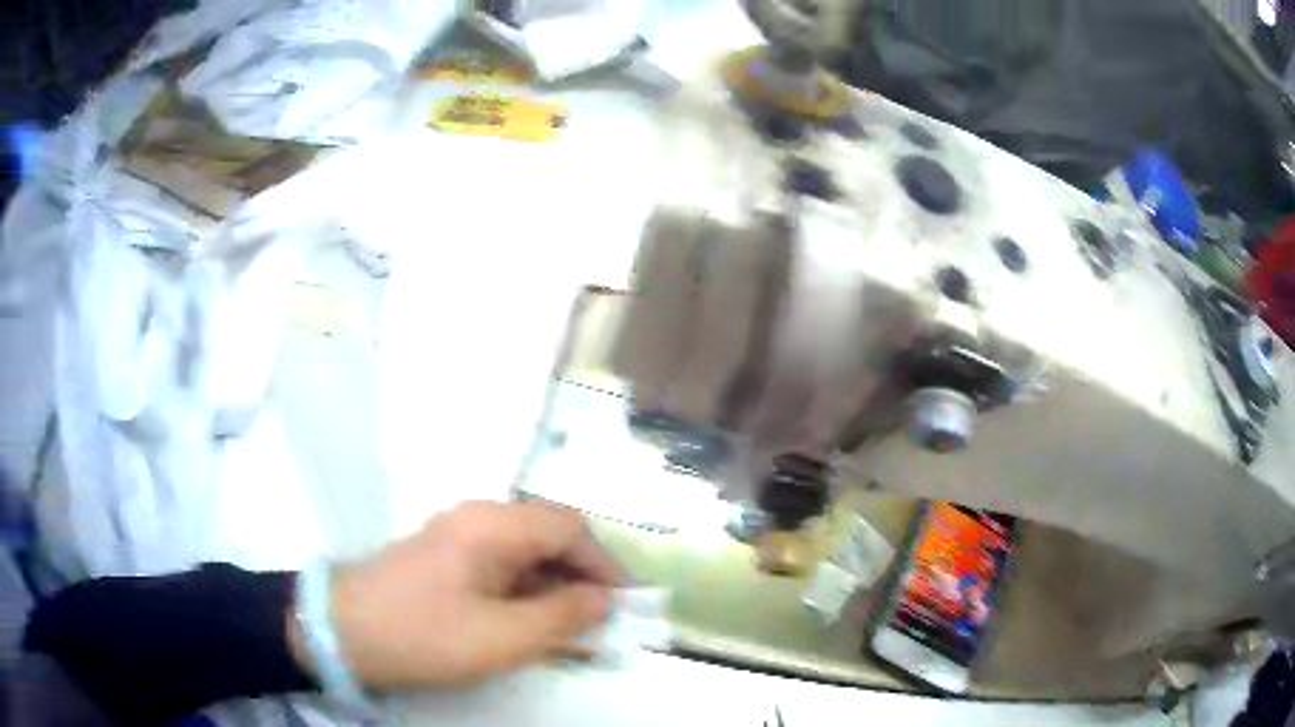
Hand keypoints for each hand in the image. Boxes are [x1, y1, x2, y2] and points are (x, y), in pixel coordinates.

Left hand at [291, 501, 624, 689]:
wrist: (339, 632)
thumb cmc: (423, 634)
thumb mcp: (502, 637)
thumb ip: (563, 617)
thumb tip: (606, 600)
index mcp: (493, 526)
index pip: (570, 528)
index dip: (605, 564)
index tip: (626, 606)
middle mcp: (478, 519)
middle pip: (550, 538)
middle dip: (583, 580)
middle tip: (603, 625)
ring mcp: (458, 538)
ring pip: (526, 556)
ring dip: (556, 591)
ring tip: (573, 634)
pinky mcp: (444, 561)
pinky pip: (501, 570)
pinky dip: (527, 596)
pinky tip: (532, 628)